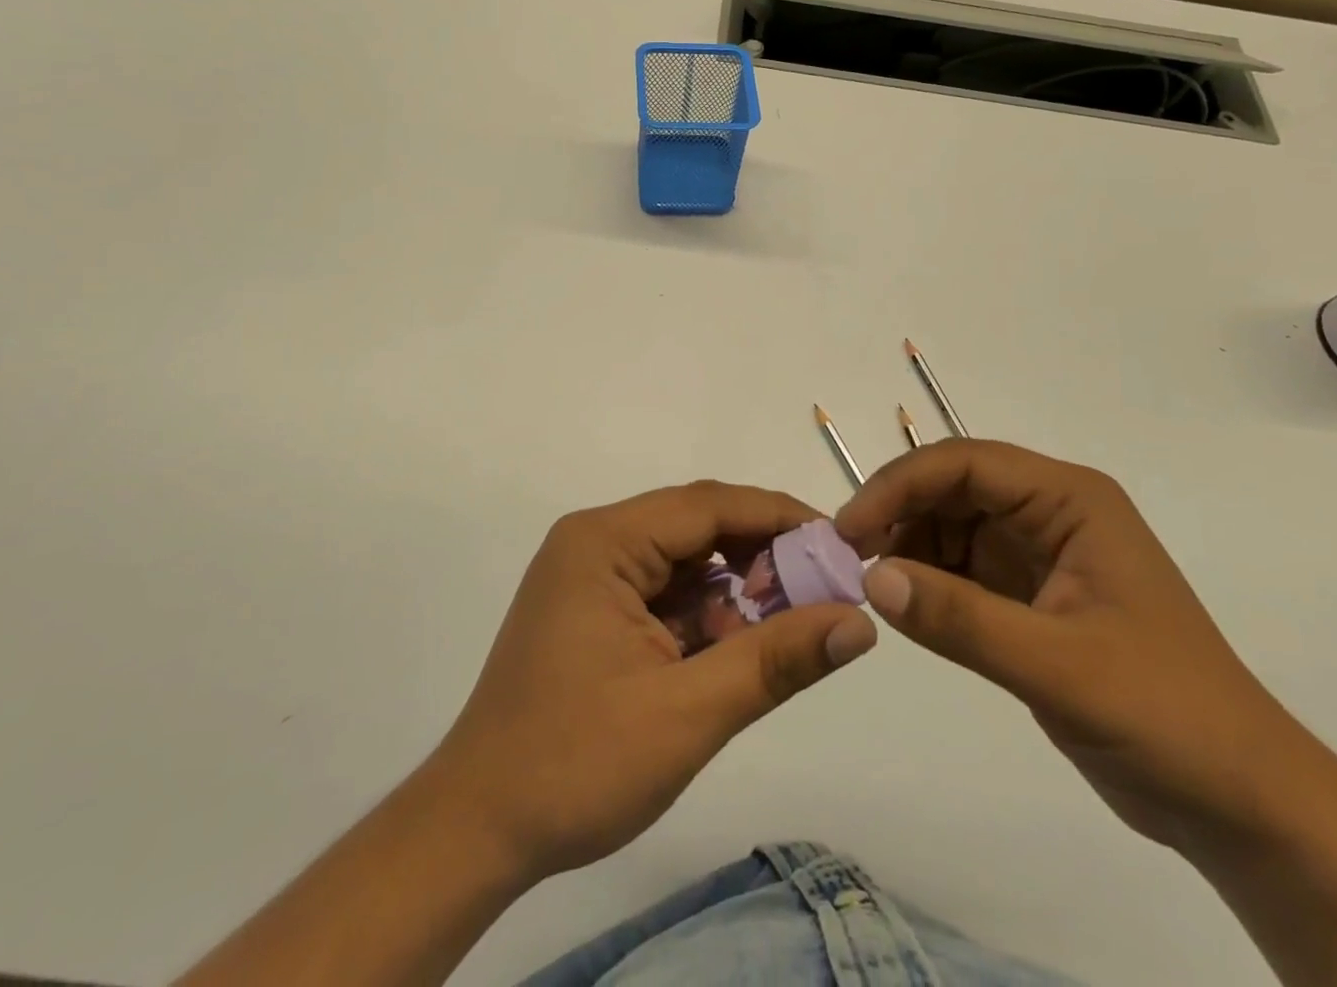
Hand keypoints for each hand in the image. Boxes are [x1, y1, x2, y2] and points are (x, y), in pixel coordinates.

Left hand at [423, 483, 877, 882]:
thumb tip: (859, 623)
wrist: (477, 830)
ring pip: (683, 562)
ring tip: (788, 623)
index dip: (778, 518)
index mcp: (603, 542)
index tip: (839, 544)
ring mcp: (590, 576)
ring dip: (735, 589)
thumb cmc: (575, 763)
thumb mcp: (687, 713)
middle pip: (696, 528)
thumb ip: (775, 661)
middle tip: (824, 590)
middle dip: (760, 557)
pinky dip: (705, 615)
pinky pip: (664, 593)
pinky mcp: (593, 610)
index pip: (707, 505)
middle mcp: (594, 542)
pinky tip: (736, 649)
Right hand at [837, 439, 1330, 855]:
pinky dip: (926, 578)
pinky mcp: (1030, 595)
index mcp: (1070, 501)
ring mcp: (1040, 553)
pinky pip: (961, 567)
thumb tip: (871, 577)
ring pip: (951, 523)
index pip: (966, 463)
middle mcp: (1052, 512)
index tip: (849, 530)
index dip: (900, 485)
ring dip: (907, 545)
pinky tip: (903, 604)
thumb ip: (961, 618)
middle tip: (847, 557)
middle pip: (953, 486)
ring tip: (870, 584)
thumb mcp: (1059, 667)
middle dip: (898, 513)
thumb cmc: (1167, 716)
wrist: (1243, 804)